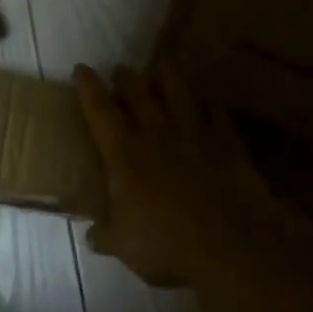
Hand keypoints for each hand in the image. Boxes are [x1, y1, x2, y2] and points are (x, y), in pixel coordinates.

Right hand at [73, 64, 277, 286]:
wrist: (231, 246)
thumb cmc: (168, 245)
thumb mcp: (125, 247)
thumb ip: (106, 235)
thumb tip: (92, 234)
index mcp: (125, 155)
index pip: (100, 110)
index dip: (88, 87)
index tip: (81, 68)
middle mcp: (157, 134)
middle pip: (138, 92)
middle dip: (126, 77)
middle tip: (121, 70)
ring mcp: (195, 134)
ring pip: (178, 91)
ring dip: (167, 75)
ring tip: (161, 64)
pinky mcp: (227, 142)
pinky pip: (216, 114)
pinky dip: (208, 105)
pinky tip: (207, 103)